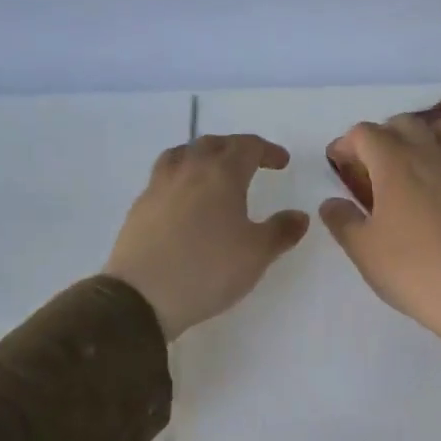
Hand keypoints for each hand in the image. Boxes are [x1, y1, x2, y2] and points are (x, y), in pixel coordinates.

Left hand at [105, 135, 309, 339]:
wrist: (141, 296)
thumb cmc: (208, 269)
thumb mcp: (257, 254)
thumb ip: (281, 231)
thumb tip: (300, 215)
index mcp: (222, 174)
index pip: (248, 147)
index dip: (268, 150)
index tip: (281, 162)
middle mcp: (189, 170)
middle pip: (213, 144)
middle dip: (236, 148)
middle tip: (251, 163)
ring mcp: (159, 186)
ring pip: (183, 154)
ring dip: (203, 155)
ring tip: (213, 171)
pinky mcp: (140, 206)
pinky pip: (165, 176)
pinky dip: (182, 176)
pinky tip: (186, 199)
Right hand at [320, 115, 440, 363]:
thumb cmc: (411, 270)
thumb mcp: (363, 250)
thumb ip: (342, 220)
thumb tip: (331, 202)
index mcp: (394, 164)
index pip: (365, 133)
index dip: (347, 143)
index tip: (340, 163)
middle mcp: (430, 154)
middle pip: (405, 123)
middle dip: (384, 134)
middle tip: (374, 163)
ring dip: (425, 135)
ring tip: (417, 160)